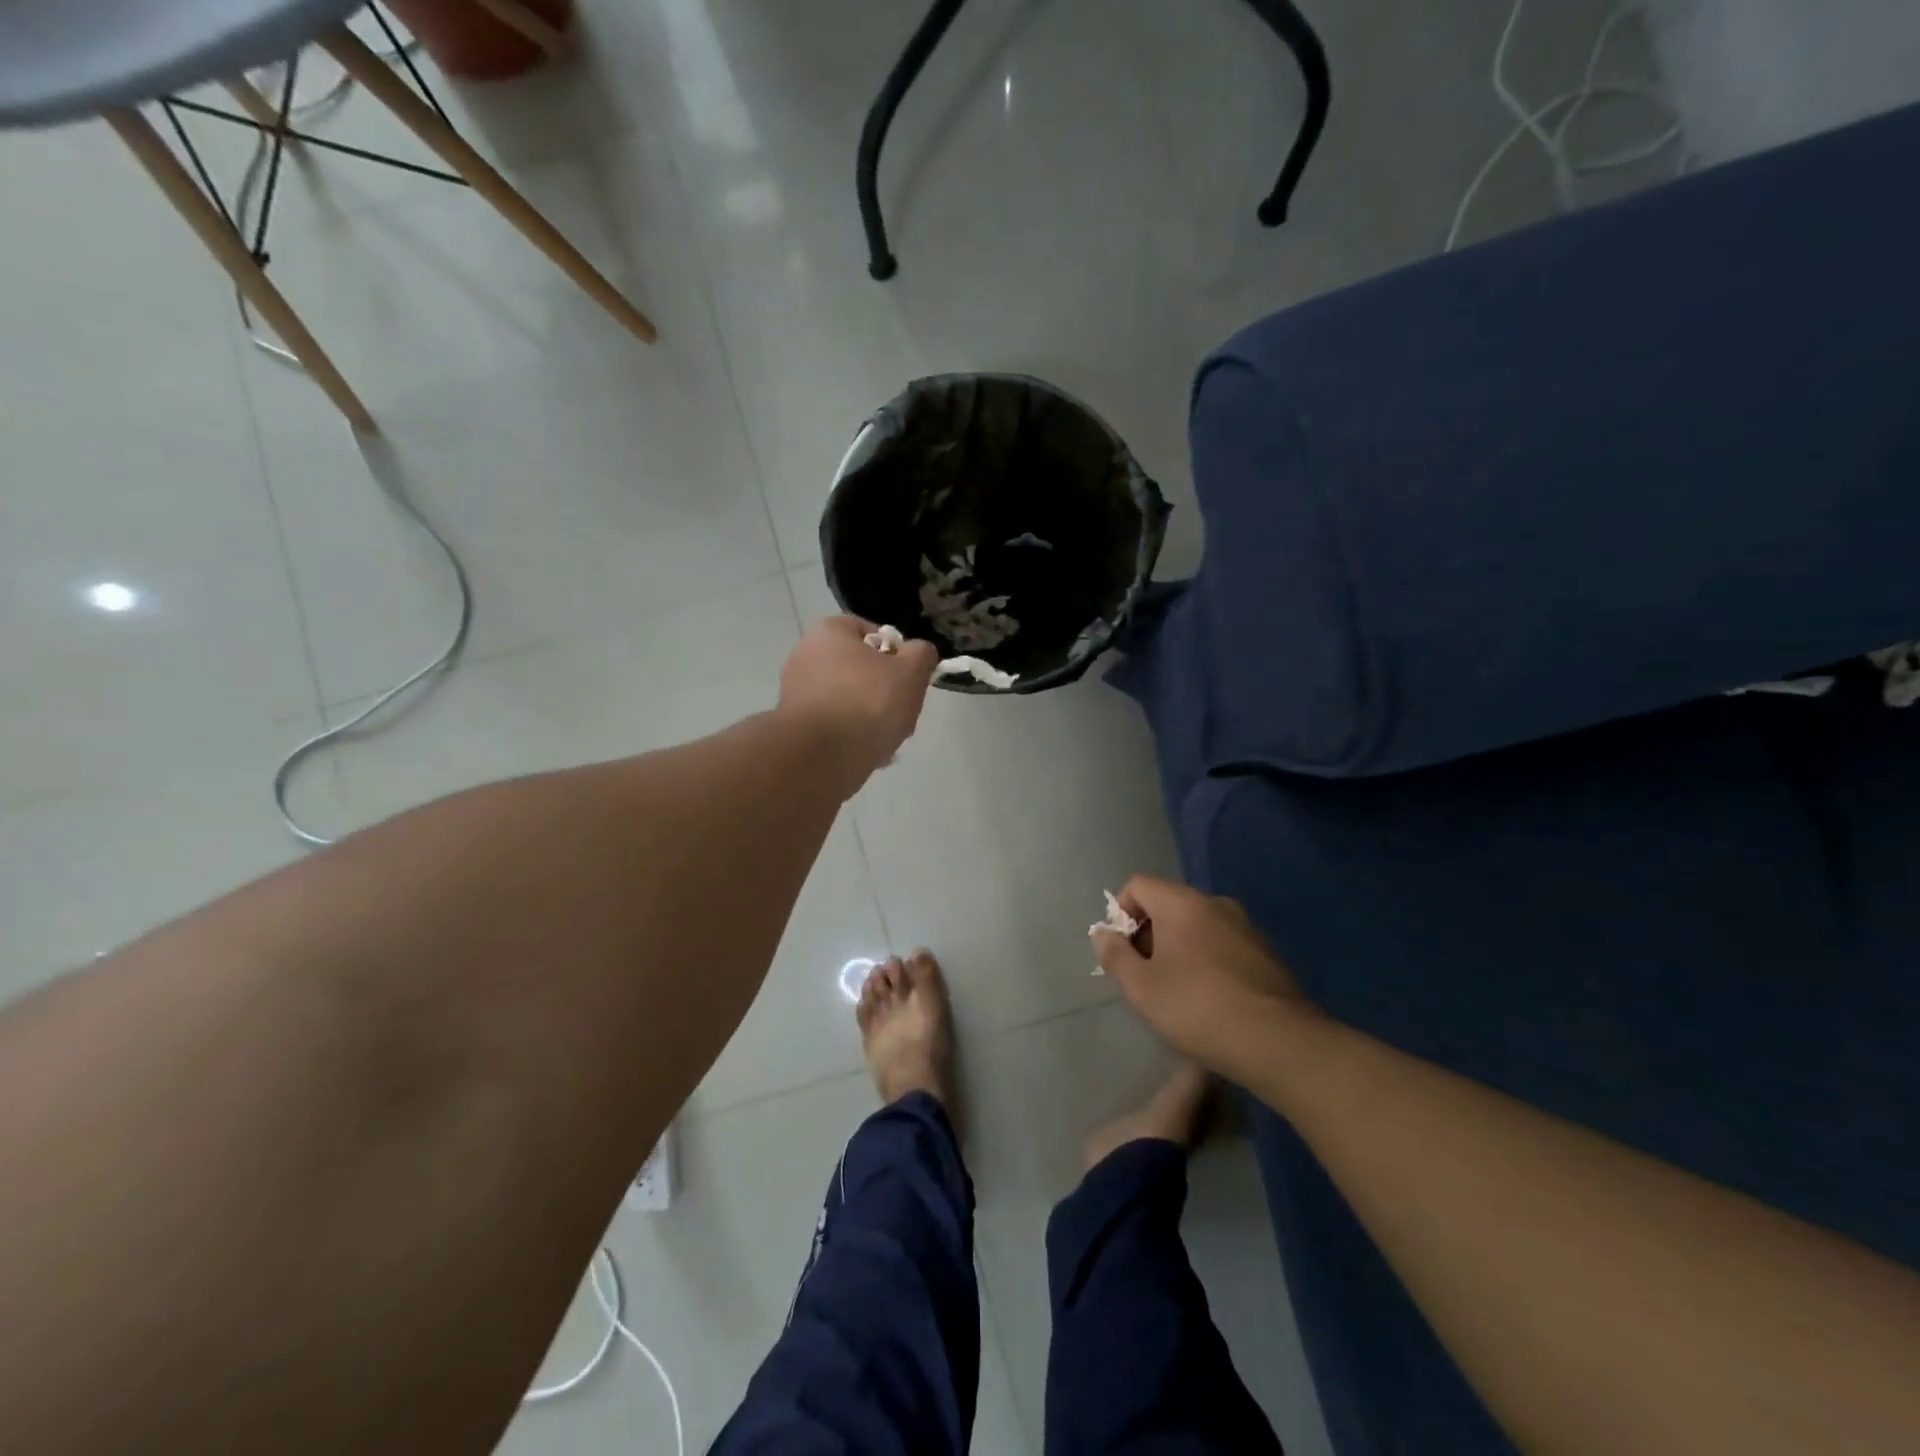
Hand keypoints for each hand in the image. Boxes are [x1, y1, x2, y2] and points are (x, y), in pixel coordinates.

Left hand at [779, 617, 938, 791]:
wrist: (822, 757)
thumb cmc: (868, 702)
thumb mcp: (911, 672)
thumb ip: (922, 654)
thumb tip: (918, 653)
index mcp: (828, 632)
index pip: (871, 632)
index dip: (896, 653)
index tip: (908, 677)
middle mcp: (804, 655)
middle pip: (860, 668)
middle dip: (884, 689)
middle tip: (901, 710)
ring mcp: (795, 691)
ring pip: (849, 699)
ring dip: (870, 716)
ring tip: (887, 737)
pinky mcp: (794, 725)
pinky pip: (833, 724)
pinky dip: (851, 735)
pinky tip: (867, 752)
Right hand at [1092, 876, 1314, 1075]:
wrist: (1279, 1042)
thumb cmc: (1198, 1008)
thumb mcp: (1141, 987)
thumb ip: (1115, 955)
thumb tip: (1103, 933)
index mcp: (1182, 903)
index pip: (1138, 885)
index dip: (1120, 913)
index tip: (1120, 951)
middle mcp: (1216, 904)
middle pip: (1168, 904)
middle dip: (1148, 934)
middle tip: (1144, 977)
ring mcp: (1246, 927)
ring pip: (1197, 926)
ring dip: (1178, 949)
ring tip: (1176, 993)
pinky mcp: (1267, 954)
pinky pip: (1223, 945)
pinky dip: (1207, 962)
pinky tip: (1210, 1001)